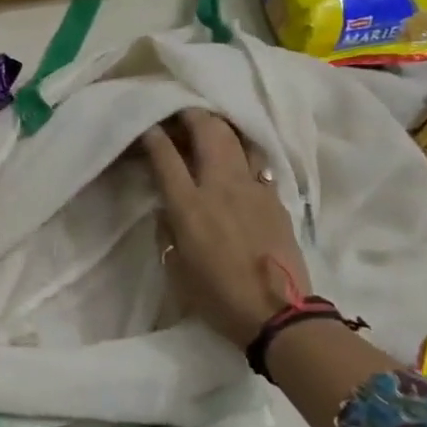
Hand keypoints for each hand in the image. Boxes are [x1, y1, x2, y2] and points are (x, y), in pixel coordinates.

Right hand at [140, 109, 310, 347]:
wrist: (278, 314)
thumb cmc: (218, 297)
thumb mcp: (177, 267)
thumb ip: (168, 229)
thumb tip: (168, 206)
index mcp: (190, 205)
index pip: (165, 154)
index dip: (153, 135)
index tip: (147, 127)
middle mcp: (221, 186)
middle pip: (208, 130)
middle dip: (191, 114)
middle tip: (180, 113)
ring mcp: (253, 188)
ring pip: (237, 138)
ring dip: (220, 127)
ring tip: (209, 127)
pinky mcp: (275, 198)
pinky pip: (255, 163)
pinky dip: (241, 154)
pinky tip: (236, 163)